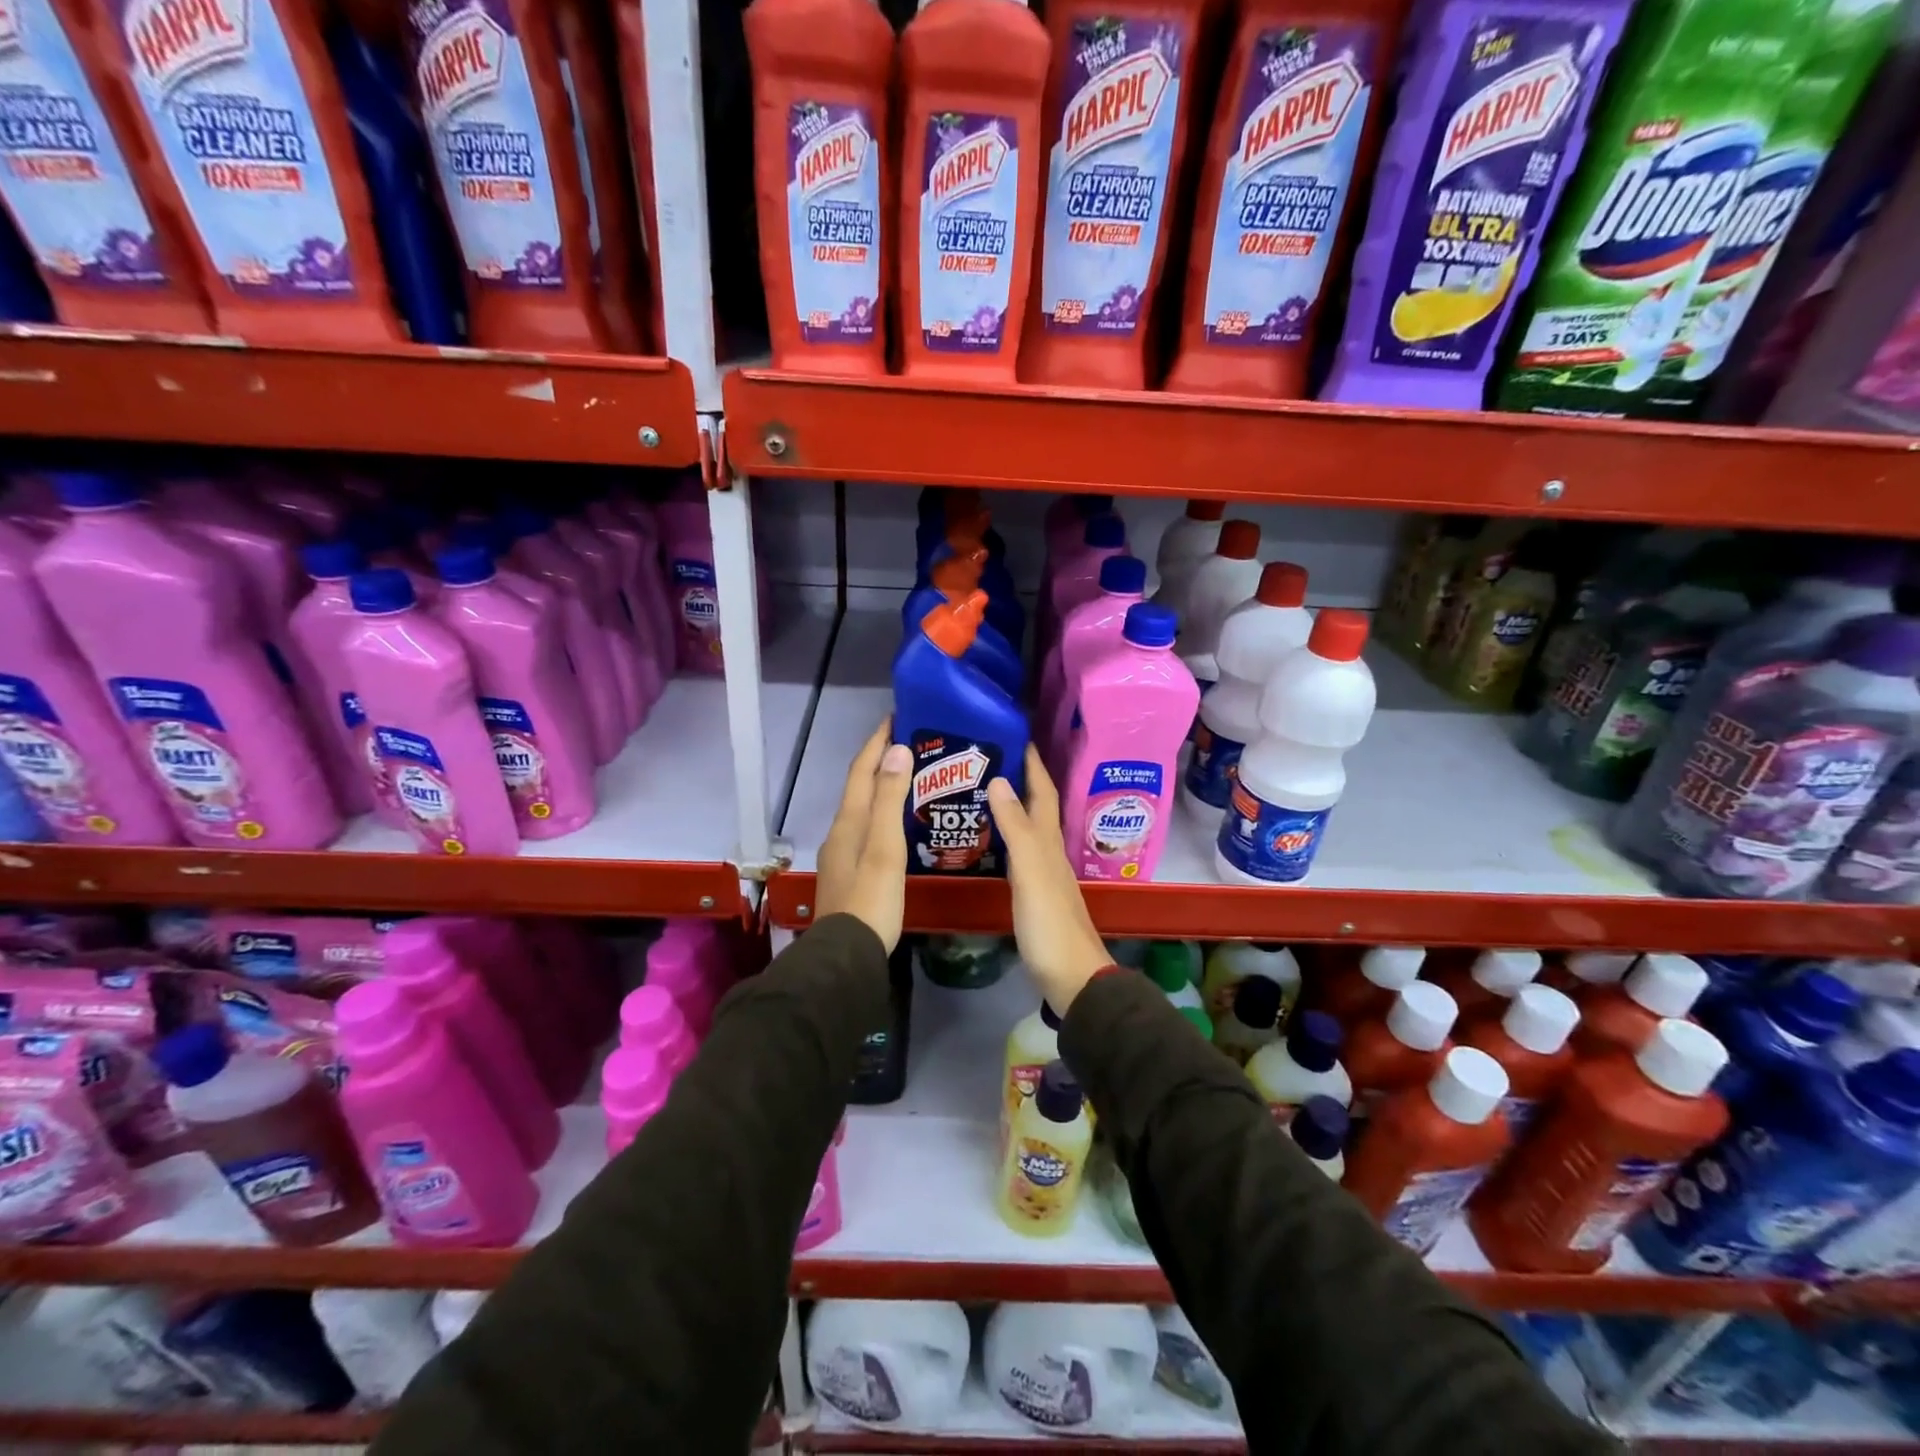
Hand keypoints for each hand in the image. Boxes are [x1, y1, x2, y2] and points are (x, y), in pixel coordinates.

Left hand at [814, 722, 911, 952]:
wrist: (847, 955)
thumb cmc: (871, 899)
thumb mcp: (884, 847)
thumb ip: (889, 799)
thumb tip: (895, 750)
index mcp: (849, 822)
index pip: (862, 771)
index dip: (877, 742)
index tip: (895, 717)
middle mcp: (840, 832)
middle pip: (859, 787)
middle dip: (879, 761)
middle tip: (909, 744)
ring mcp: (842, 855)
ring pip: (862, 808)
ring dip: (880, 787)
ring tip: (909, 777)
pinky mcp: (849, 874)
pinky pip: (866, 828)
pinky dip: (881, 813)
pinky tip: (898, 823)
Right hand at [987, 746, 1110, 1013]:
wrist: (1071, 976)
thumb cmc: (1050, 922)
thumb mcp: (1030, 872)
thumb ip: (1017, 829)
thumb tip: (1002, 780)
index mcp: (1049, 841)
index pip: (1042, 792)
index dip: (1033, 763)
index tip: (1016, 733)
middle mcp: (1048, 851)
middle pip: (1036, 806)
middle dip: (1019, 778)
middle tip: (988, 756)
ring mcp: (1042, 873)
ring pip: (1027, 828)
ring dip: (1011, 805)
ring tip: (981, 788)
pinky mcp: (1033, 893)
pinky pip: (1017, 852)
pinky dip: (1004, 836)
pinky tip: (987, 839)